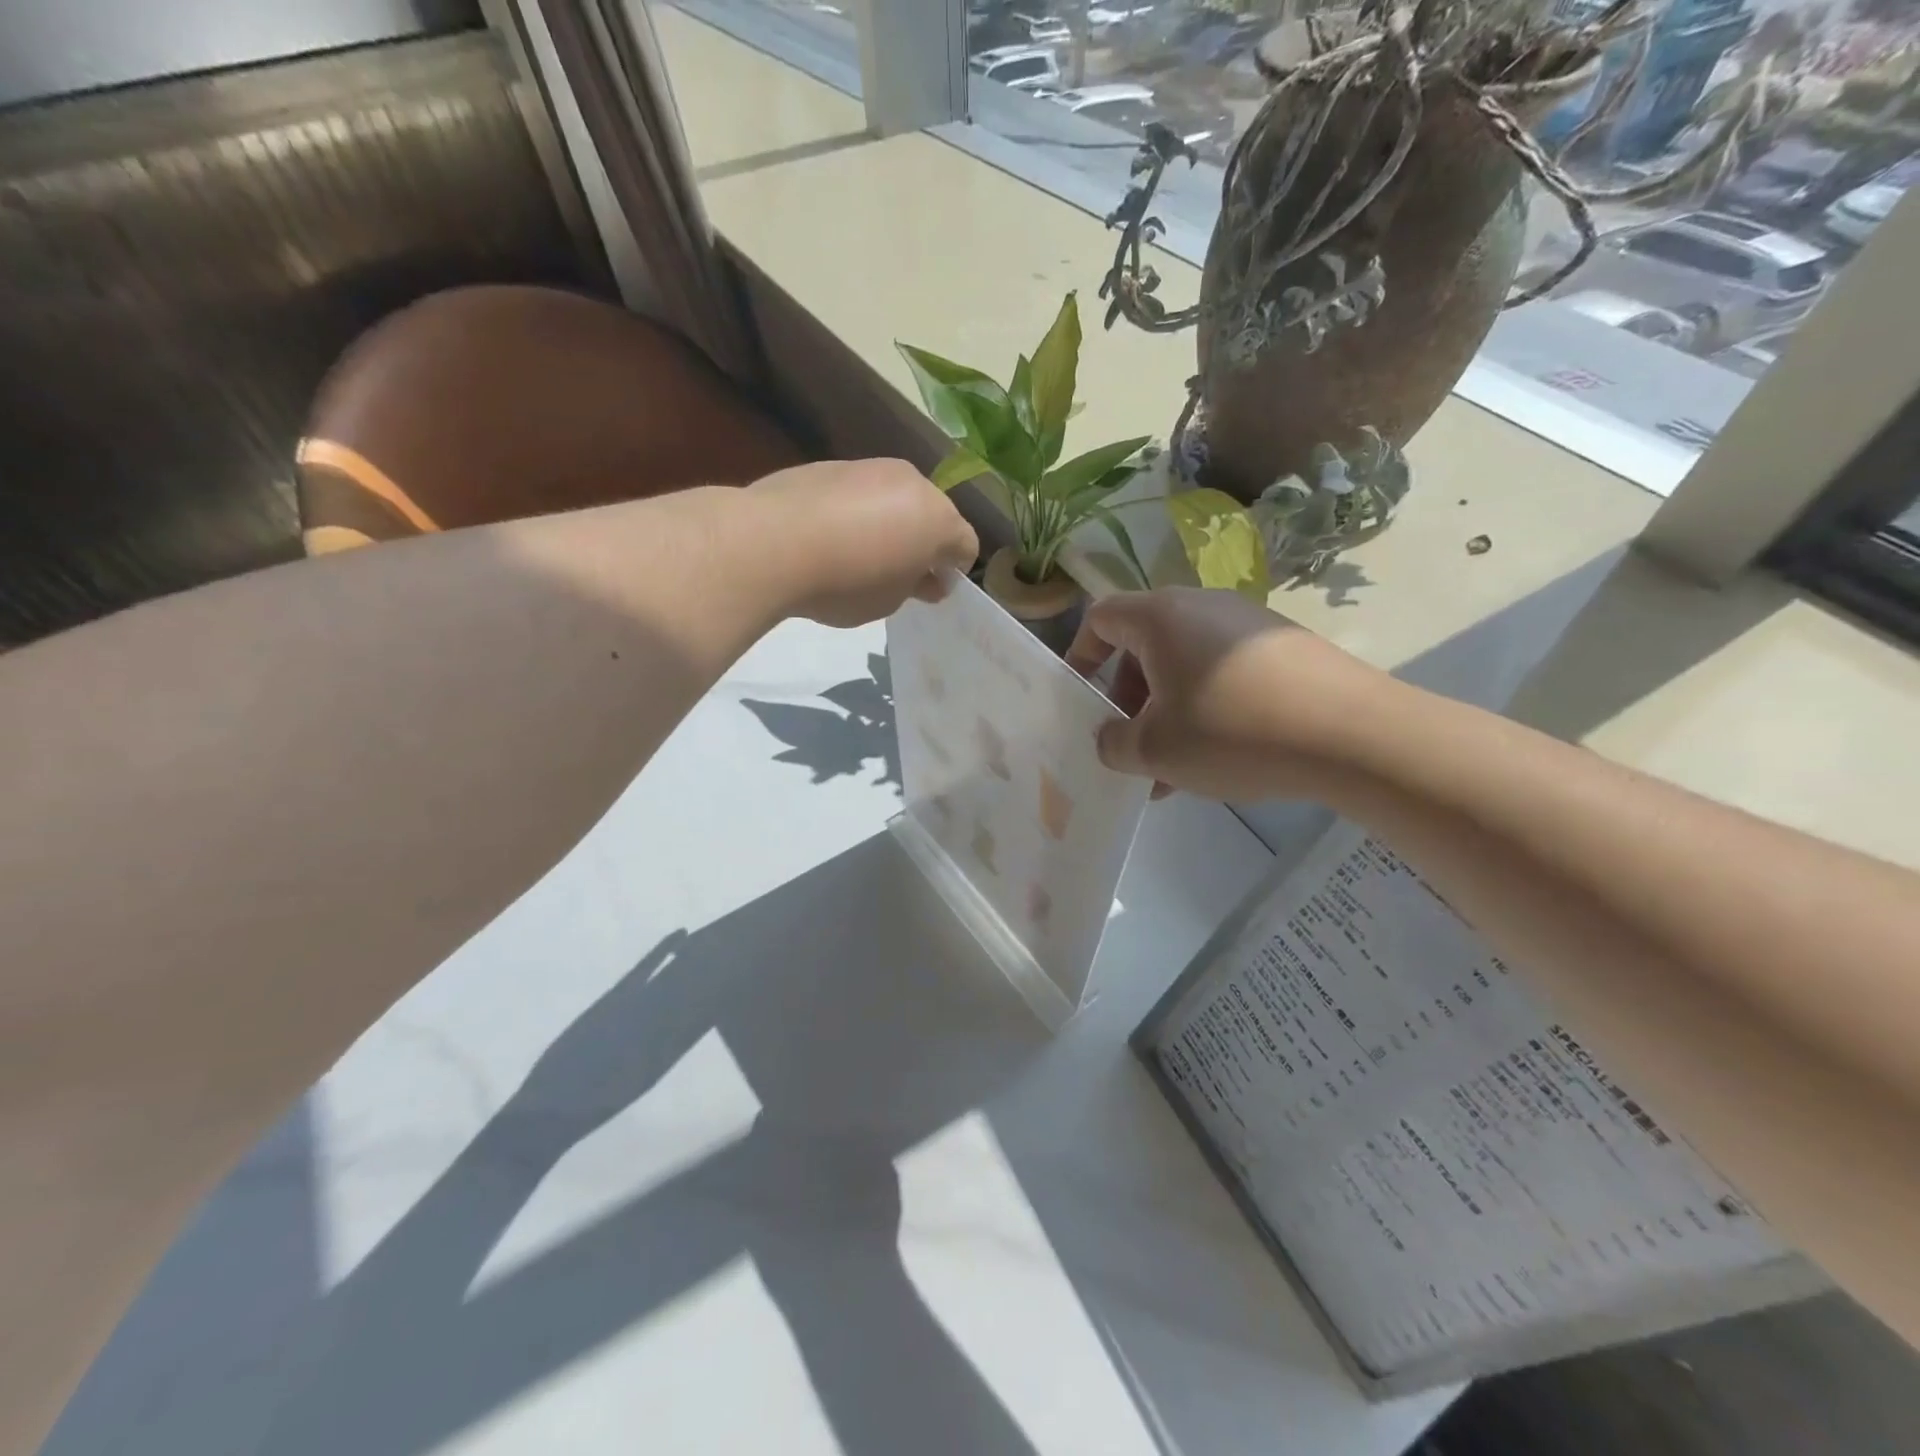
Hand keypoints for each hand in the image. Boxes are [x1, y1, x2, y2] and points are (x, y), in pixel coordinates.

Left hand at [745, 459, 978, 626]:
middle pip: (933, 514)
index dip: (954, 572)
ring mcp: (871, 467)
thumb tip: (927, 579)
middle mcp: (912, 482)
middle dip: (924, 543)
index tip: (930, 591)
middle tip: (898, 574)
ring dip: (891, 523)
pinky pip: (860, 492)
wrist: (772, 543)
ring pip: (896, 498)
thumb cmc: (846, 582)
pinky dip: (857, 512)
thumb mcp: (889, 601)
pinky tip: (830, 536)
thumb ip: (915, 586)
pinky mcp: (833, 464)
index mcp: (938, 518)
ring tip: (860, 554)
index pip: (966, 545)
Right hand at [1065, 587, 1389, 801]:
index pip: (1101, 617)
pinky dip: (1206, 707)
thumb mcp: (1155, 750)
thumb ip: (1114, 745)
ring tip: (1171, 769)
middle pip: (1143, 643)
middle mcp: (1203, 605)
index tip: (1081, 697)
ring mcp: (1249, 623)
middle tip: (1129, 744)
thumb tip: (1110, 738)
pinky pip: (1224, 671)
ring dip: (1166, 710)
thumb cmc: (1232, 732)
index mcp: (1161, 617)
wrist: (1352, 734)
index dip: (1080, 655)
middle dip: (1127, 696)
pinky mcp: (1283, 647)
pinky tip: (1218, 758)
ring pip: (1185, 663)